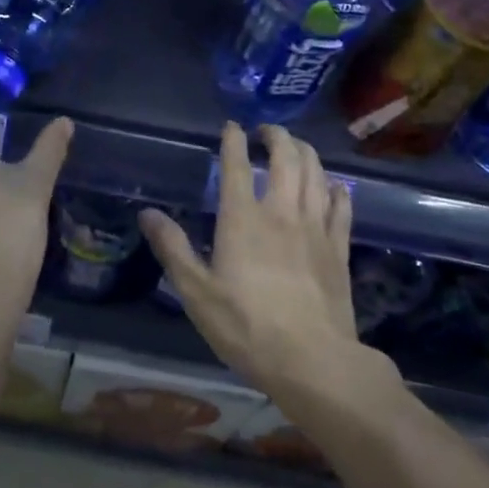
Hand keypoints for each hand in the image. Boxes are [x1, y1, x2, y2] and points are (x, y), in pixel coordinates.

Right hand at [139, 123, 397, 416]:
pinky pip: (341, 206)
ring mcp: (315, 227)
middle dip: (276, 136)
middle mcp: (281, 211)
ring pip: (315, 173)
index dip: (233, 140)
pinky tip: (333, 185)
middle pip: (286, 158)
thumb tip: (147, 213)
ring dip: (305, 152)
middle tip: (266, 131)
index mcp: (242, 218)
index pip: (237, 165)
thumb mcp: (197, 293)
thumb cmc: (247, 327)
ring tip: (296, 147)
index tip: (231, 126)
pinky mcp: (338, 248)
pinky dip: (336, 188)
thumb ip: (172, 248)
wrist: (314, 361)